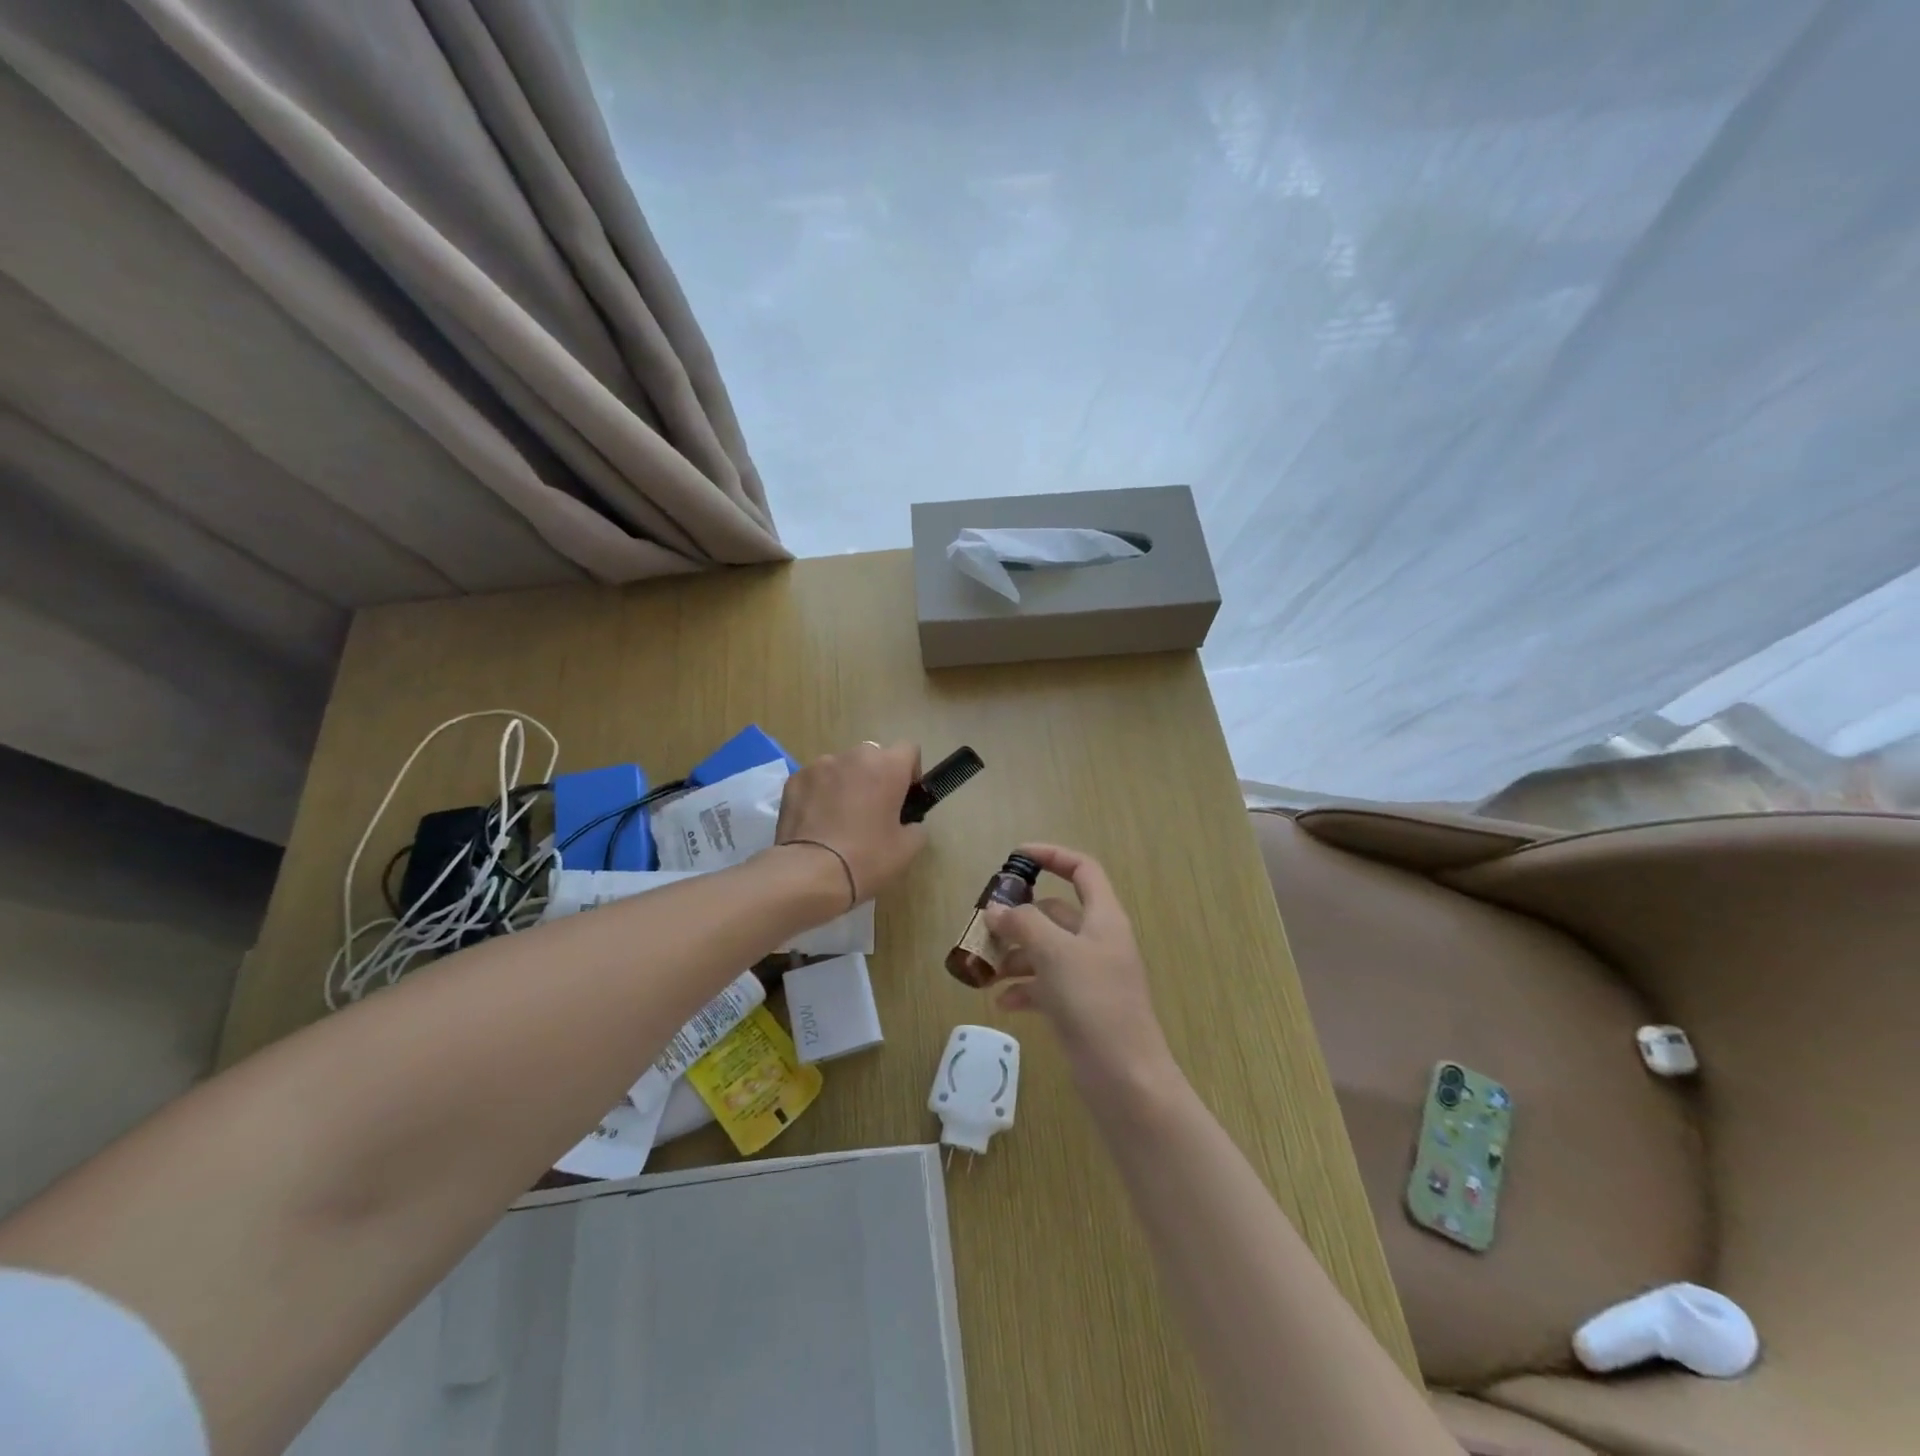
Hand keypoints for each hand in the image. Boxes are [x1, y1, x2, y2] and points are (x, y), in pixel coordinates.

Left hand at [774, 740, 926, 904]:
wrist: (809, 873)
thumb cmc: (866, 859)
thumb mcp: (907, 850)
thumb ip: (916, 827)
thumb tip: (908, 823)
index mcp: (888, 766)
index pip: (908, 750)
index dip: (910, 773)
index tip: (904, 798)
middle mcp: (855, 756)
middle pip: (873, 757)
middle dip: (876, 777)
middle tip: (872, 811)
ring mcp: (820, 765)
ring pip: (842, 767)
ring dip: (846, 783)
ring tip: (839, 818)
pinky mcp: (794, 779)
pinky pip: (816, 780)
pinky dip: (820, 793)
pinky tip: (816, 822)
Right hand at [985, 843, 1170, 1080]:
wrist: (1125, 1077)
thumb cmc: (1094, 1002)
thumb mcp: (1055, 953)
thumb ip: (1023, 924)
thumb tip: (997, 909)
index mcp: (1104, 917)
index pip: (1082, 870)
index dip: (1052, 856)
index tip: (1016, 857)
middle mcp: (1098, 941)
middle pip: (1056, 913)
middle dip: (1021, 917)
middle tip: (986, 925)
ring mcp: (1090, 975)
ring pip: (1047, 950)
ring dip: (1016, 955)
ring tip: (987, 969)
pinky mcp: (1080, 1006)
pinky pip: (1046, 985)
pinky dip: (1024, 988)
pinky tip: (1003, 1002)